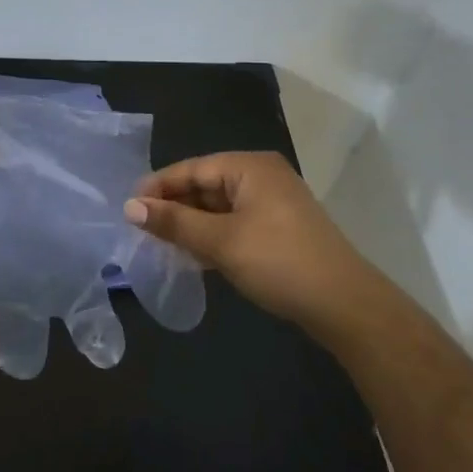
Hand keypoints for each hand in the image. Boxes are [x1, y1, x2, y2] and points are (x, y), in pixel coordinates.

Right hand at [124, 152, 371, 325]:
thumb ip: (174, 222)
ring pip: (218, 206)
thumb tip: (129, 207)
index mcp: (249, 167)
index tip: (127, 209)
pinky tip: (192, 254)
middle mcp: (261, 176)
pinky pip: (234, 222)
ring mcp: (273, 202)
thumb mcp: (220, 241)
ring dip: (191, 224)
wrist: (345, 305)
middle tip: (140, 229)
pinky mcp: (278, 228)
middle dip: (173, 206)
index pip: (191, 169)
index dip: (158, 187)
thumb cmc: (278, 261)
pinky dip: (212, 235)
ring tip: (159, 243)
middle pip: (204, 185)